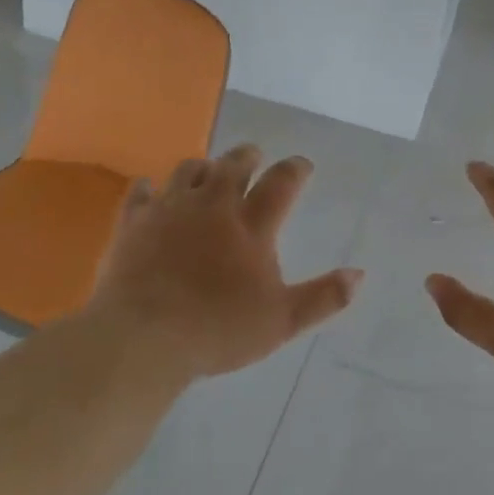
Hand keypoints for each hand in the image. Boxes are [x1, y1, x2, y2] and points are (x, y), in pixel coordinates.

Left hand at [91, 145, 362, 379]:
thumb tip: (359, 274)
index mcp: (251, 225)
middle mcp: (213, 205)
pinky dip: (150, 188)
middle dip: (248, 156)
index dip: (295, 168)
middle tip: (254, 157)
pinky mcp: (134, 221)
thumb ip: (323, 297)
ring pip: (189, 169)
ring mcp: (170, 209)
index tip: (302, 164)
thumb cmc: (217, 330)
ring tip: (208, 171)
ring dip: (203, 167)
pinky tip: (151, 191)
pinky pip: (141, 191)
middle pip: (234, 164)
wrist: (142, 338)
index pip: (281, 182)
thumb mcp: (281, 321)